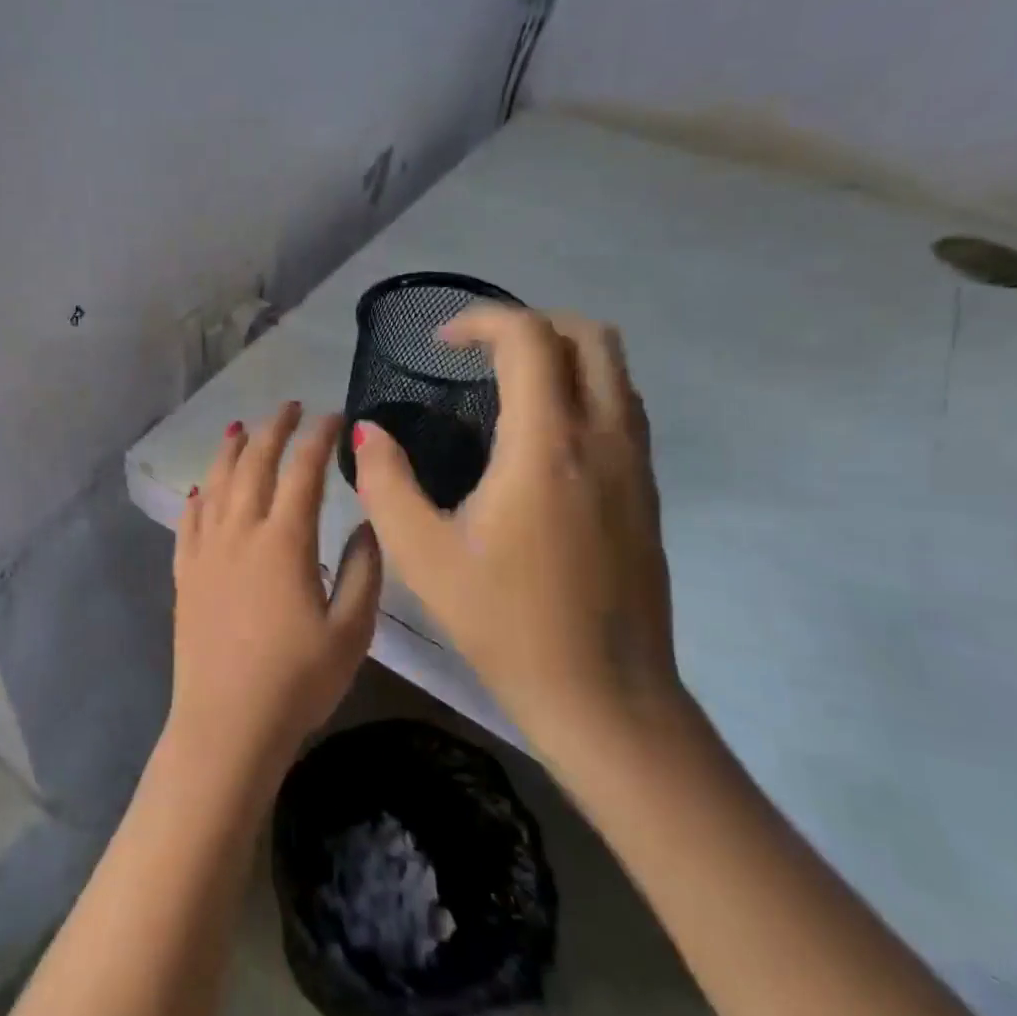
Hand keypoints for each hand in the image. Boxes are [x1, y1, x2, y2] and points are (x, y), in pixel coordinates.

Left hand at [172, 403, 383, 775]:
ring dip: (231, 451)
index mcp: (284, 540)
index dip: (319, 437)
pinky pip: (188, 522)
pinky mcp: (184, 575)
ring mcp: (206, 552)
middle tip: (289, 406)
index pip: (303, 471)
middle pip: (255, 464)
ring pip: (216, 484)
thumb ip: (364, 570)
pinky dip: (198, 497)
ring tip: (242, 429)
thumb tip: (365, 523)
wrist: (227, 724)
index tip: (334, 416)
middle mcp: (240, 532)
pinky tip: (201, 488)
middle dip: (274, 429)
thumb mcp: (352, 630)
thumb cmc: (297, 682)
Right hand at [351, 307, 679, 757]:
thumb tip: (367, 433)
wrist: (604, 694)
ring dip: (562, 355)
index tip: (441, 344)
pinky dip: (583, 390)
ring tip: (507, 387)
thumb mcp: (422, 556)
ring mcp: (637, 464)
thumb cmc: (504, 623)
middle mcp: (604, 439)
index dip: (481, 321)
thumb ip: (386, 483)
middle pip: (589, 336)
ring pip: (615, 369)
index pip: (529, 338)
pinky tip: (540, 437)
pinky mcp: (649, 491)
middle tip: (479, 356)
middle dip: (531, 325)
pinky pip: (623, 408)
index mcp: (546, 447)